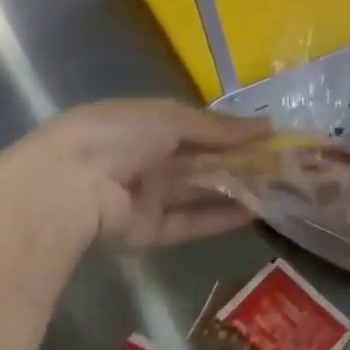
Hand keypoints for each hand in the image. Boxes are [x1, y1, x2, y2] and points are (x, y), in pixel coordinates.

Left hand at [0, 99, 270, 249]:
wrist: (67, 188)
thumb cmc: (118, 135)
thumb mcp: (172, 118)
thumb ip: (219, 127)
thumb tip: (268, 126)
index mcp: (143, 124)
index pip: (195, 126)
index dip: (231, 130)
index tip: (269, 134)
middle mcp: (145, 159)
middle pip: (201, 161)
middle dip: (239, 160)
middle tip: (282, 164)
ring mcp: (146, 197)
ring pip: (199, 192)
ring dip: (236, 189)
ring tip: (278, 188)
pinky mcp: (148, 231)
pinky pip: (190, 222)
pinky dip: (220, 217)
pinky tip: (256, 212)